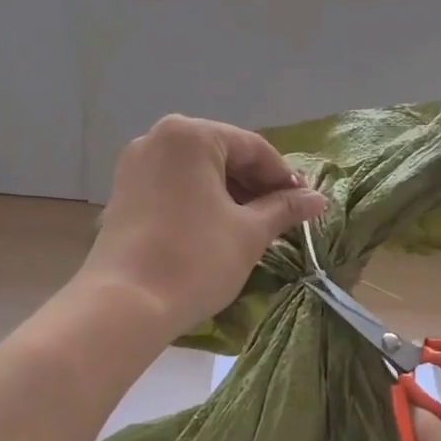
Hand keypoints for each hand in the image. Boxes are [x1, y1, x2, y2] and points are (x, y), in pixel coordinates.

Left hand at [81, 115, 326, 331]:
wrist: (125, 305)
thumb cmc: (196, 259)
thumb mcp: (250, 232)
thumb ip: (285, 208)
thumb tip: (318, 199)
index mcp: (190, 135)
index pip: (253, 148)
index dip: (285, 177)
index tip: (307, 203)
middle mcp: (158, 139)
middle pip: (222, 155)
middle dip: (256, 185)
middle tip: (285, 216)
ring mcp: (135, 166)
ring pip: (198, 172)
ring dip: (231, 195)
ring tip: (257, 226)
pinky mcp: (123, 194)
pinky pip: (174, 187)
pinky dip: (202, 202)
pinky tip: (220, 229)